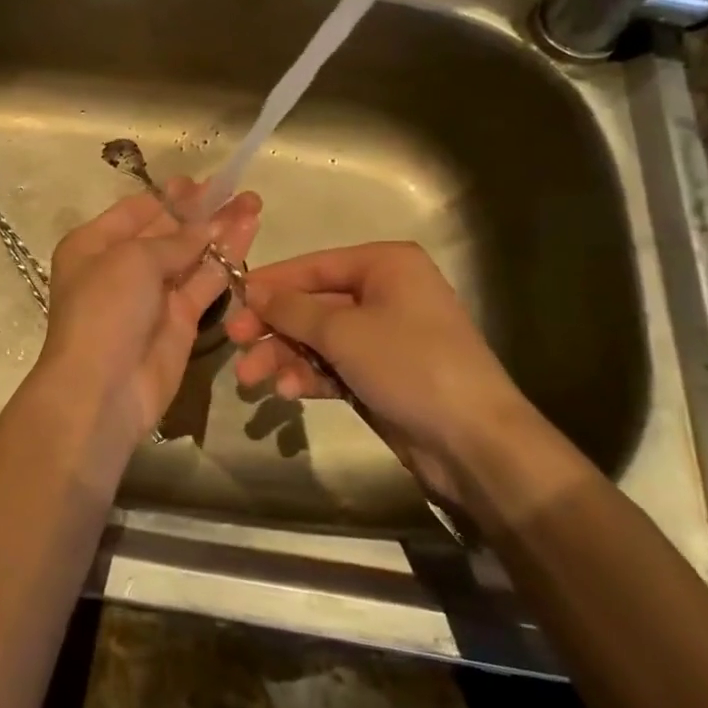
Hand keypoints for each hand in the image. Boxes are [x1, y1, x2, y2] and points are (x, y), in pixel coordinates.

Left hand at [30, 180, 261, 448]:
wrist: (103, 388)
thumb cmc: (105, 309)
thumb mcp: (133, 260)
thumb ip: (175, 239)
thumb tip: (208, 226)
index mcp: (94, 244)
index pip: (136, 210)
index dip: (170, 195)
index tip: (202, 182)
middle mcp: (121, 266)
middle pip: (167, 230)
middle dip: (201, 210)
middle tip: (238, 189)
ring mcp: (153, 294)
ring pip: (191, 254)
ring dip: (220, 230)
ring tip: (253, 203)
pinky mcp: (181, 319)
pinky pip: (206, 281)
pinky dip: (226, 258)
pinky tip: (249, 232)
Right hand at [225, 242, 528, 502]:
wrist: (474, 442)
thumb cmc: (410, 364)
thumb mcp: (343, 331)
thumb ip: (292, 309)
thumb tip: (252, 291)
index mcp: (385, 265)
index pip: (314, 265)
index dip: (272, 283)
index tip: (232, 300)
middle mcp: (385, 293)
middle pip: (313, 303)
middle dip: (274, 327)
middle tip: (235, 343)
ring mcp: (384, 336)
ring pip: (319, 338)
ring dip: (285, 356)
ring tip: (254, 380)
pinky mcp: (382, 374)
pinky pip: (334, 365)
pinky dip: (310, 375)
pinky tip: (288, 392)